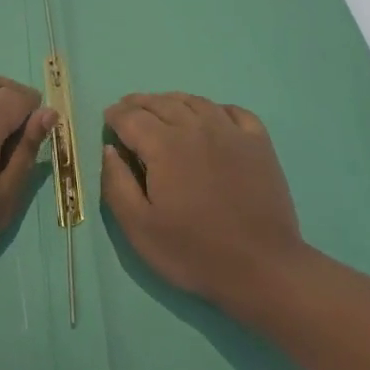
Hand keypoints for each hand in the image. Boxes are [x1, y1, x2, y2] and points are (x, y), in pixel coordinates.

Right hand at [101, 93, 306, 310]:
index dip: (115, 115)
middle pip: (161, 103)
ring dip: (172, 101)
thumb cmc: (193, 251)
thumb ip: (116, 183)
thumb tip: (110, 150)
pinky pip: (233, 111)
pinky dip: (214, 108)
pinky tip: (210, 117)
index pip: (131, 117)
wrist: (261, 268)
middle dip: (139, 103)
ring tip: (161, 109)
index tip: (107, 120)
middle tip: (127, 110)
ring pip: (195, 101)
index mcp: (164, 145)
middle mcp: (196, 128)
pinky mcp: (259, 144)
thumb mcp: (139, 227)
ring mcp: (231, 132)